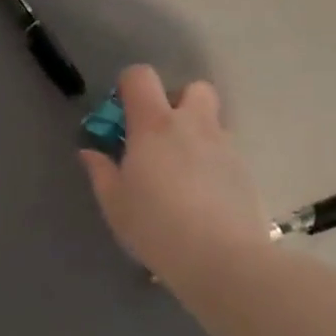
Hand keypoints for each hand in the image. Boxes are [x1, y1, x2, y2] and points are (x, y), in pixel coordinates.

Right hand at [78, 64, 267, 287]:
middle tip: (158, 136)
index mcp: (154, 125)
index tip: (121, 116)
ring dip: (195, 134)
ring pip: (211, 122)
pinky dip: (211, 162)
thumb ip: (100, 171)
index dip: (128, 86)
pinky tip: (201, 196)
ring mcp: (224, 146)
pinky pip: (224, 152)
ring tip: (180, 172)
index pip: (141, 77)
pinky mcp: (245, 171)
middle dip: (175, 102)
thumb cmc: (156, 226)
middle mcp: (193, 125)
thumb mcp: (114, 203)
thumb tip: (90, 152)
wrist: (223, 259)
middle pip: (192, 88)